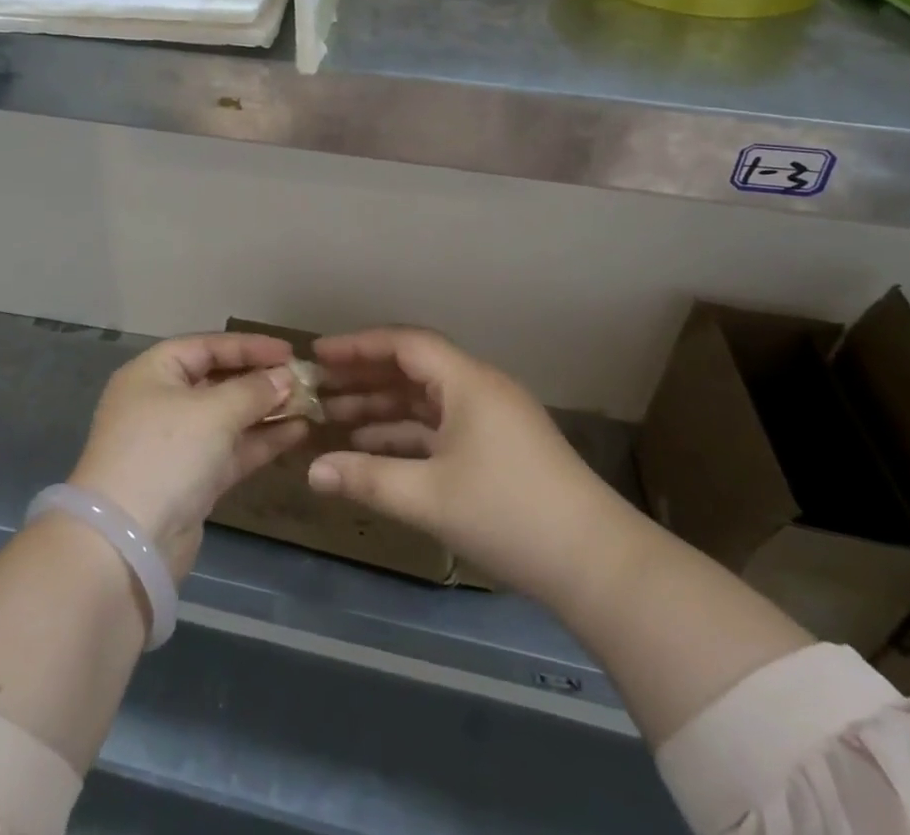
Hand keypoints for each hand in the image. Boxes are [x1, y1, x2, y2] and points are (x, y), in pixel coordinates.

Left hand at [70, 333, 309, 578]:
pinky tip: (297, 432)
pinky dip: (261, 440)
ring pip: (228, 417)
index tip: (290, 352)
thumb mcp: (213, 412)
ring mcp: (177, 443)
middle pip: (218, 380)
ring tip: (310, 404)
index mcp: (153, 372)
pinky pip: (231, 449)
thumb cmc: (165, 454)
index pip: (207, 346)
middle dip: (261, 379)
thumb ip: (253, 390)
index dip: (249, 346)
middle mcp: (162, 402)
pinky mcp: (192, 479)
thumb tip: (286, 377)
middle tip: (305, 380)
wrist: (127, 544)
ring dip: (266, 410)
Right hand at [306, 326, 608, 601]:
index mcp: (467, 382)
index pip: (404, 344)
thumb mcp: (430, 497)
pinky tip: (375, 450)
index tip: (319, 353)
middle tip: (320, 388)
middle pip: (412, 369)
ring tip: (336, 419)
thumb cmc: (509, 514)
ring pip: (426, 400)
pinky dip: (407, 433)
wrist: (597, 564)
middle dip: (365, 377)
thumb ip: (366, 479)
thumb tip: (311, 471)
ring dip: (383, 407)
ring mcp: (492, 418)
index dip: (358, 345)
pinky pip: (441, 426)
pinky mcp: (499, 447)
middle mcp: (479, 388)